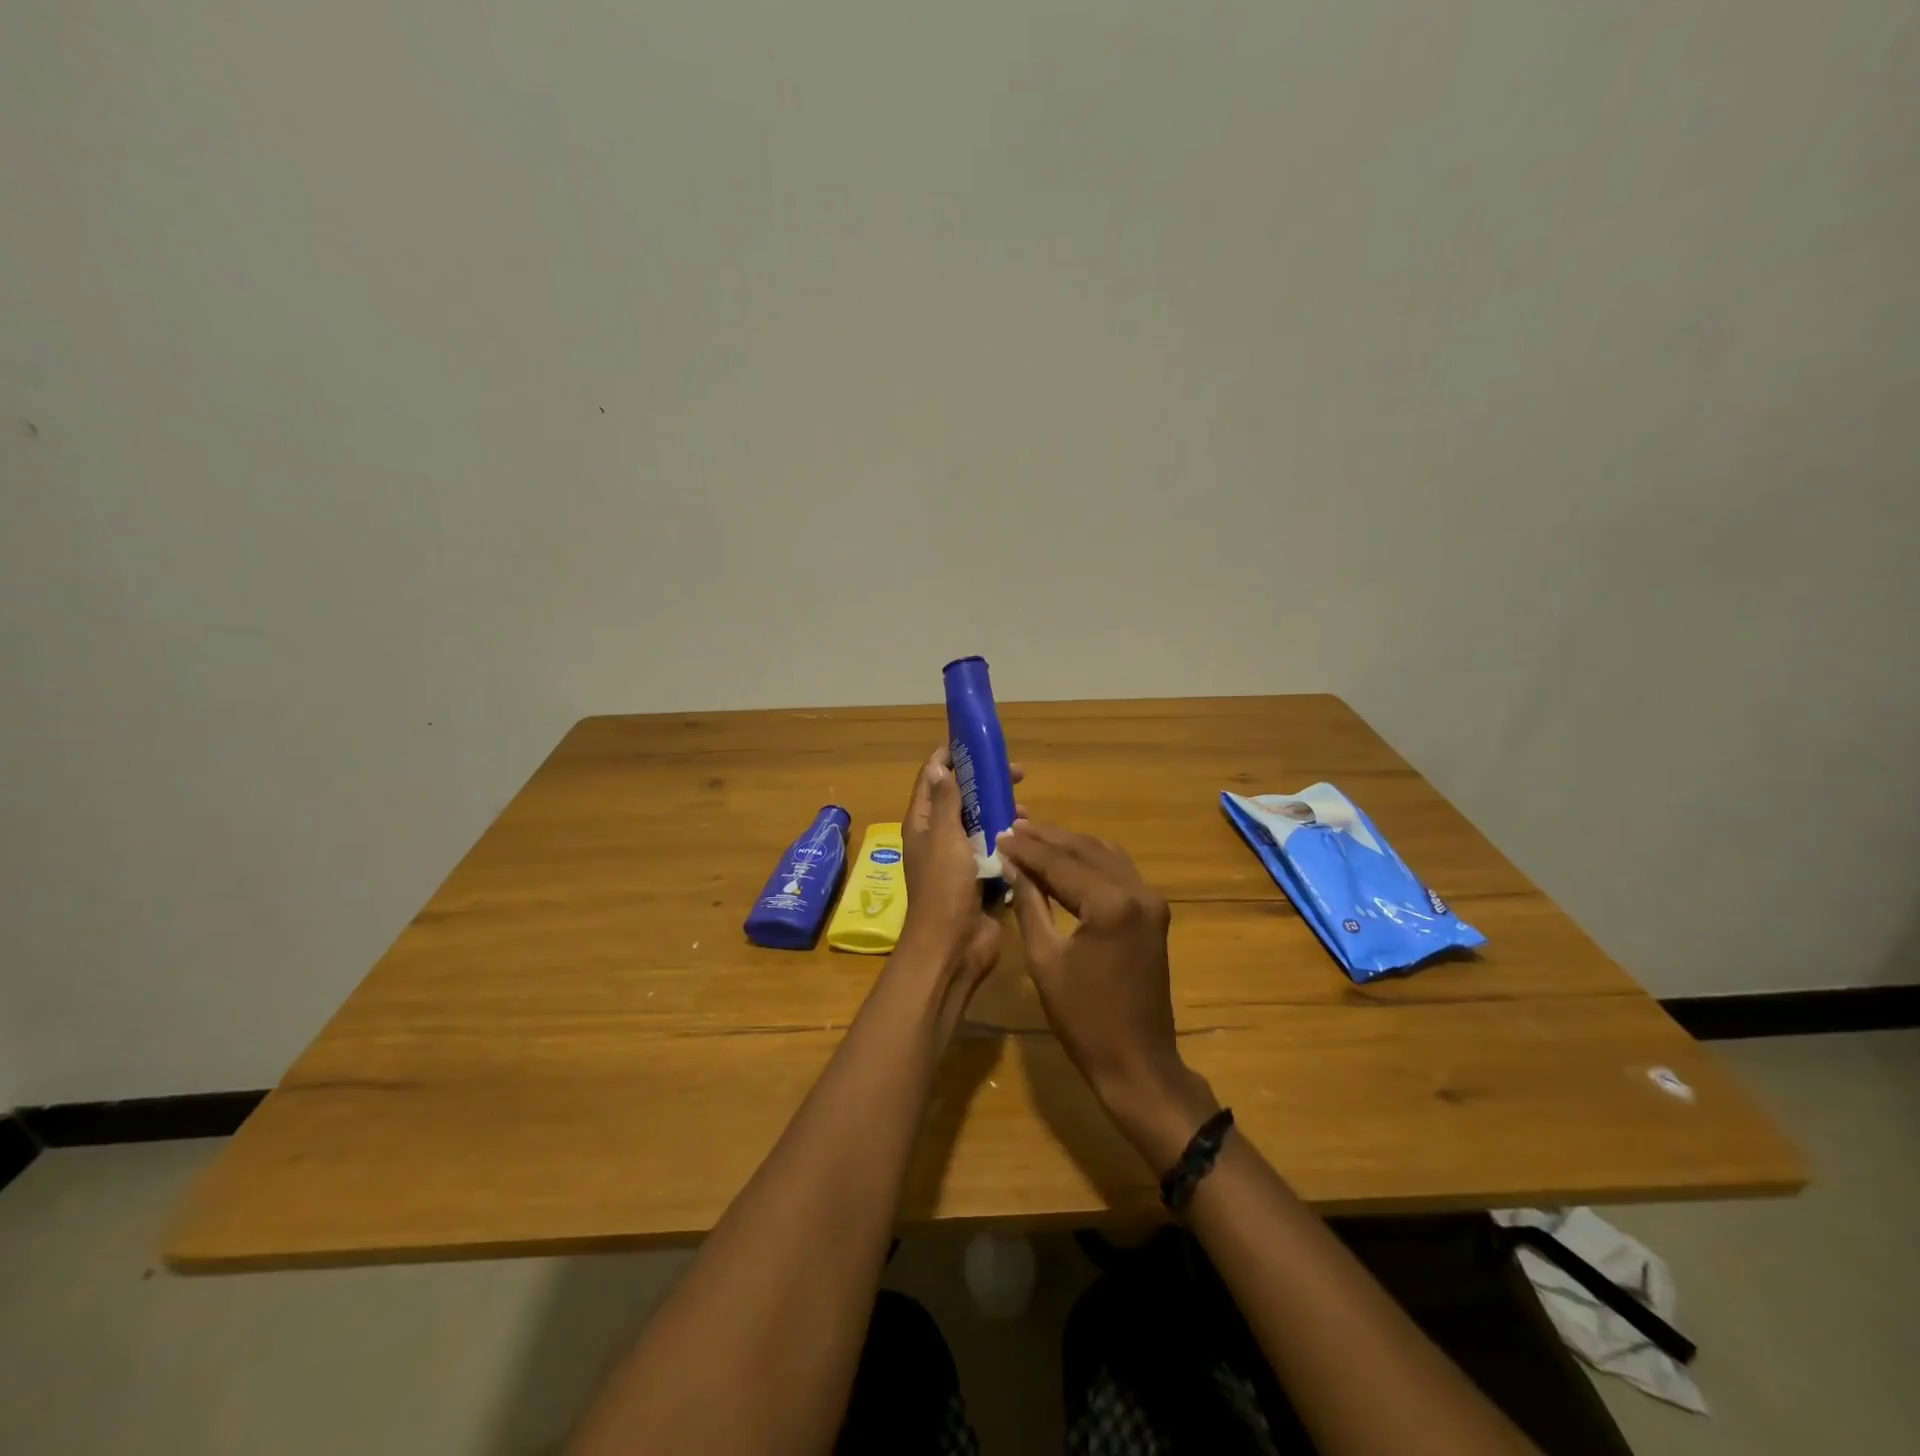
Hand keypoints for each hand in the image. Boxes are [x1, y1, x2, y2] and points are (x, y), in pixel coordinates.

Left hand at [897, 749, 1023, 1022]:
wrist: (953, 946)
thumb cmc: (944, 887)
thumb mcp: (944, 837)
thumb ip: (946, 801)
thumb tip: (940, 766)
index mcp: (923, 824)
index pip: (932, 779)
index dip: (951, 758)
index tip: (977, 744)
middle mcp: (939, 837)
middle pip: (962, 799)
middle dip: (986, 784)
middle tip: (1016, 774)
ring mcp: (960, 860)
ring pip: (982, 824)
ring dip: (1001, 812)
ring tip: (1024, 810)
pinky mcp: (980, 879)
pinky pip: (996, 851)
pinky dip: (1009, 841)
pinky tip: (1028, 837)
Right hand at [998, 823, 1219, 1169]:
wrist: (1137, 1061)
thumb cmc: (1083, 1018)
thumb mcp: (1045, 960)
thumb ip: (1029, 904)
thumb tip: (1011, 866)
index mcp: (1110, 904)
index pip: (1060, 863)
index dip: (1026, 848)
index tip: (998, 833)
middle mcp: (1137, 891)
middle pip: (1085, 850)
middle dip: (1047, 838)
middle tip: (1012, 827)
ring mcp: (1151, 900)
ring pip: (1104, 854)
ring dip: (1069, 845)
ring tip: (1032, 838)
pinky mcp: (1154, 911)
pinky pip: (1118, 871)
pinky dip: (1090, 860)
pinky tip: (1066, 860)